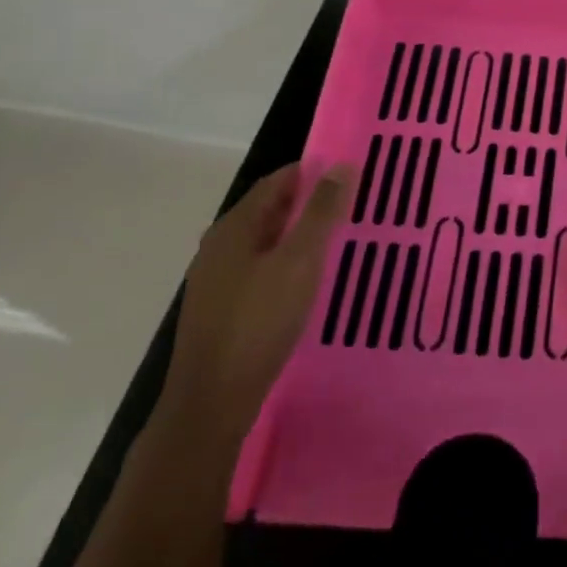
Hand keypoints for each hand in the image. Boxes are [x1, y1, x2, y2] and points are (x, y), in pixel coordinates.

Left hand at [161, 162, 352, 445]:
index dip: (313, 172)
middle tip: (353, 205)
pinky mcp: (222, 308)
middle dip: (310, 203)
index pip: (277, 181)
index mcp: (235, 227)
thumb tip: (342, 166)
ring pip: (267, 242)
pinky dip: (289, 262)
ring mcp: (218, 279)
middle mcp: (220, 246)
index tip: (351, 173)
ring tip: (340, 239)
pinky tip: (311, 279)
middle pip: (270, 210)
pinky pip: (262, 268)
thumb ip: (321, 213)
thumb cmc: (259, 322)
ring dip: (301, 235)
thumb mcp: (299, 261)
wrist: (212, 400)